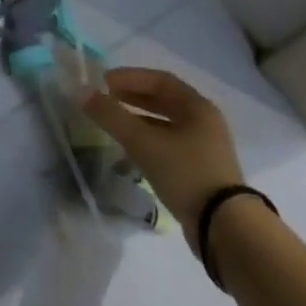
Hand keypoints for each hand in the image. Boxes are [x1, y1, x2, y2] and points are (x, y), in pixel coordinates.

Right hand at [81, 68, 243, 248]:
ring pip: (165, 125)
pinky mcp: (200, 171)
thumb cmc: (185, 172)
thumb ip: (111, 116)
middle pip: (163, 101)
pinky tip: (129, 152)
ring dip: (138, 121)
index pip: (159, 80)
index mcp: (197, 107)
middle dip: (132, 98)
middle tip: (105, 99)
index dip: (129, 77)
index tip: (103, 82)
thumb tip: (81, 92)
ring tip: (112, 124)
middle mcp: (204, 122)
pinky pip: (168, 146)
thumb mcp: (143, 142)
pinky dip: (147, 142)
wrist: (223, 228)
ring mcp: (204, 148)